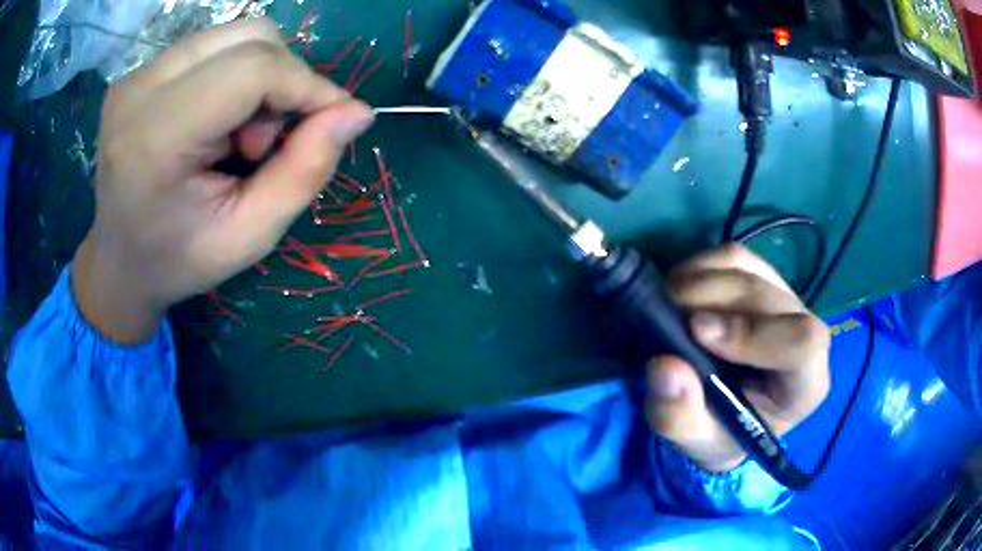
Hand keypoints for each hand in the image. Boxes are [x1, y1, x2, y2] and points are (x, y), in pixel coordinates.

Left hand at [73, 18, 374, 343]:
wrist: (118, 262)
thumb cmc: (178, 259)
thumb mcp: (250, 236)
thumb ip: (305, 172)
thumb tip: (356, 112)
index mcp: (156, 138)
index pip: (253, 69)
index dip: (307, 85)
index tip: (334, 119)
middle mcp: (141, 89)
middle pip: (250, 37)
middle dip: (283, 81)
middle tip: (265, 143)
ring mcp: (137, 74)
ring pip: (237, 34)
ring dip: (260, 77)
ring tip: (238, 135)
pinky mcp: (140, 71)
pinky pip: (215, 46)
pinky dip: (237, 75)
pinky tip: (217, 121)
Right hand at [645, 245, 830, 472]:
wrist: (726, 418)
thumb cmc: (721, 435)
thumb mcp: (696, 443)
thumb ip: (680, 417)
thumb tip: (665, 366)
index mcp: (805, 382)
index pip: (802, 342)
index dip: (752, 332)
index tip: (697, 332)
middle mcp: (805, 333)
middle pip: (767, 296)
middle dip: (713, 298)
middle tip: (665, 313)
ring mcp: (783, 300)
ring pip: (749, 268)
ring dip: (701, 279)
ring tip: (667, 303)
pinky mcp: (761, 280)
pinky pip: (733, 257)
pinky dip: (699, 267)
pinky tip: (678, 292)